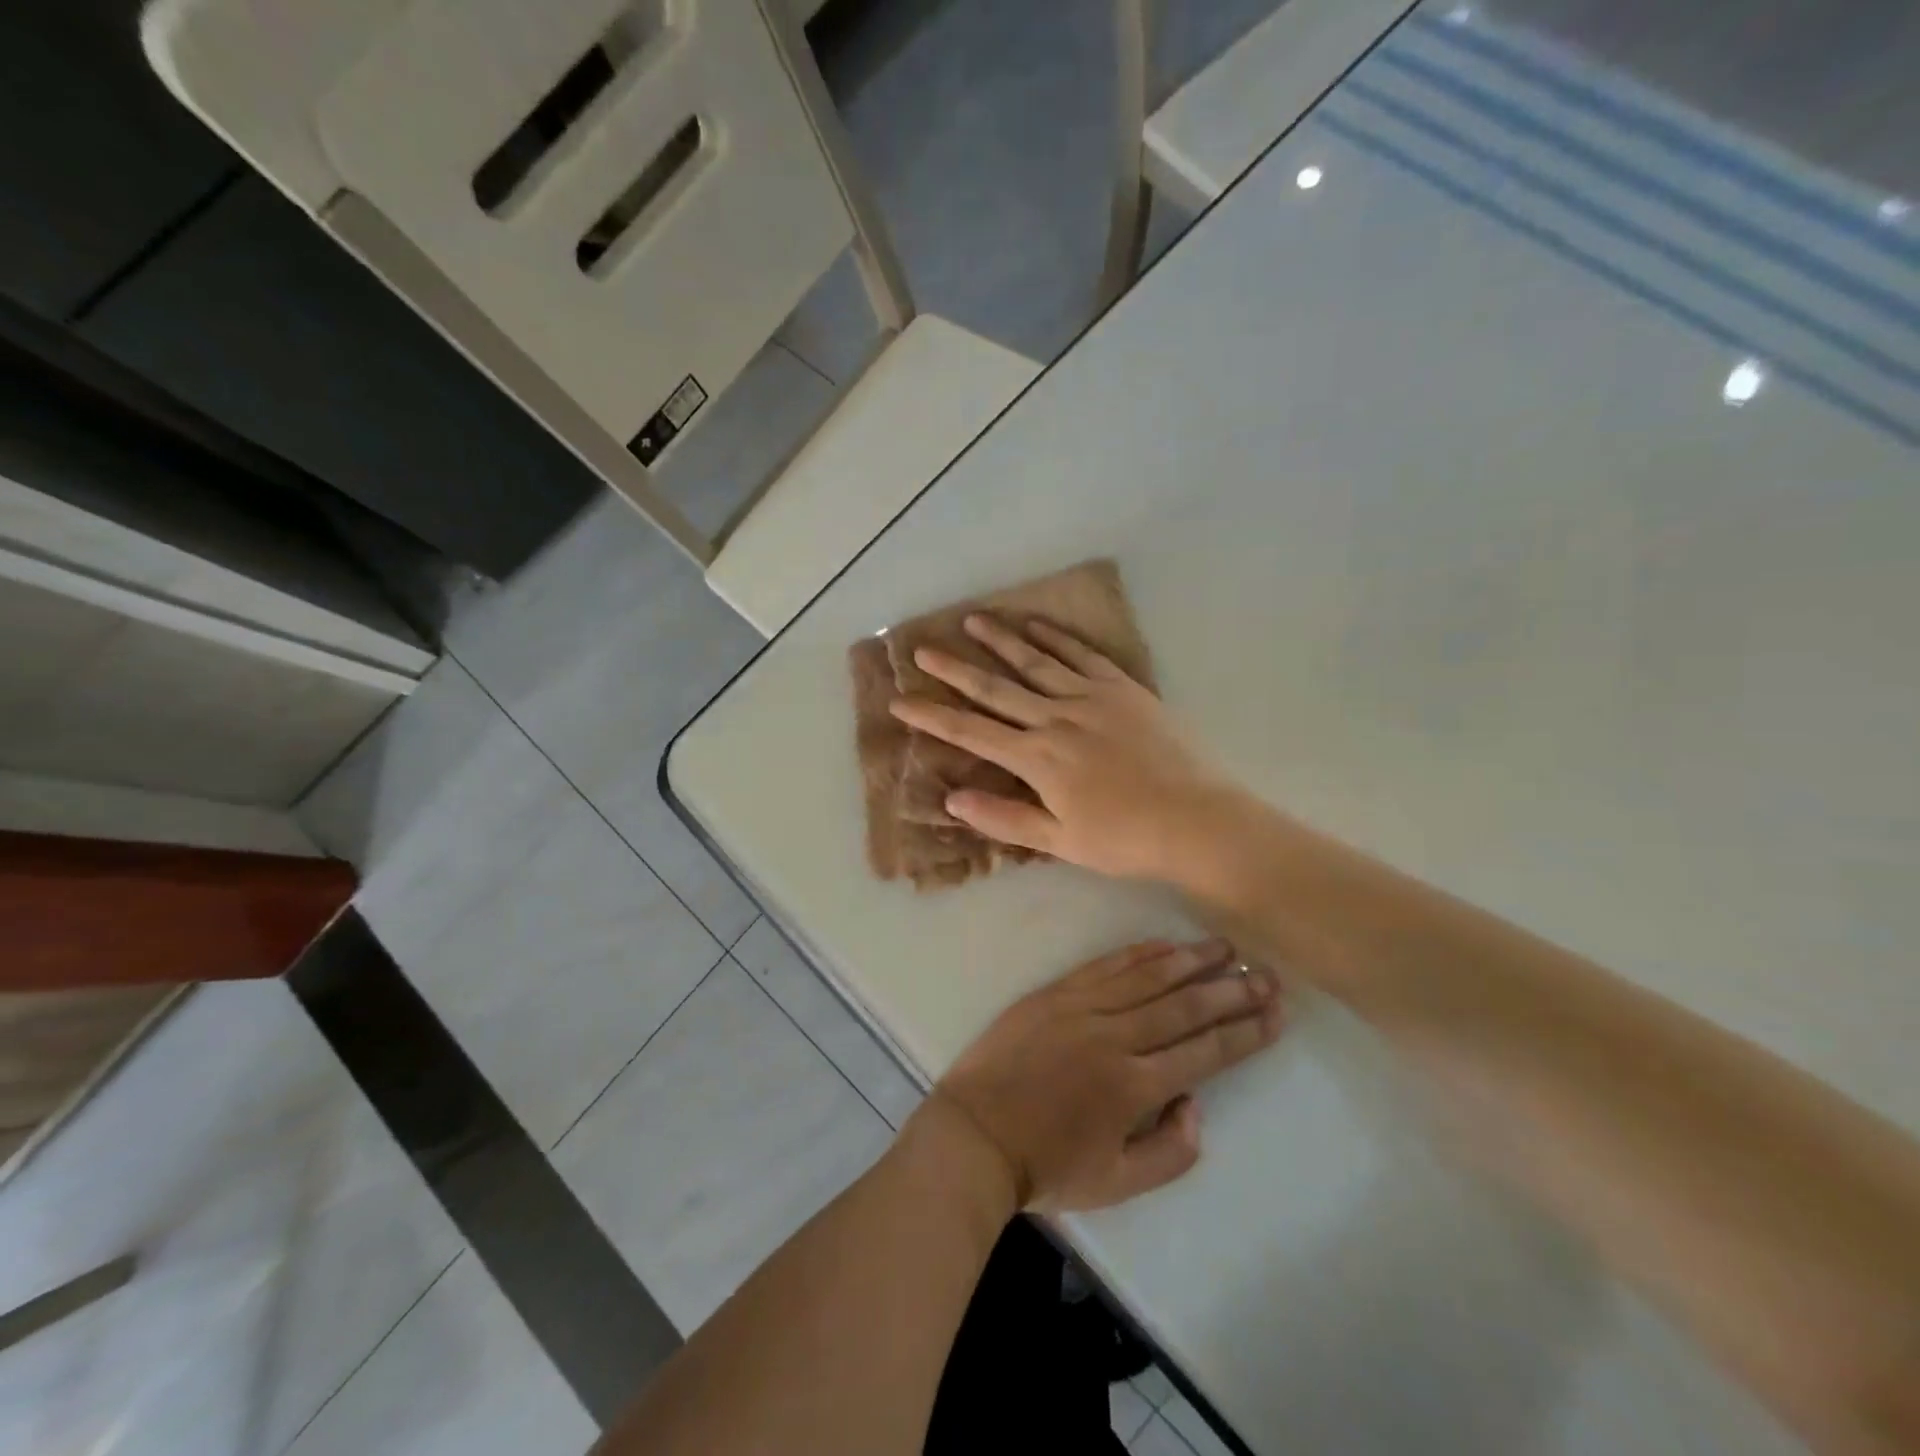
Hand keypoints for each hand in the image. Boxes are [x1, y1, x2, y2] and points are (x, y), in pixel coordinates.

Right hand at [890, 614, 1238, 882]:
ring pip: (1035, 662)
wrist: (1196, 819)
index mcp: (1037, 759)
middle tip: (922, 649)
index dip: (932, 716)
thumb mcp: (1060, 841)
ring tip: (972, 620)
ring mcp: (1091, 698)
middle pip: (995, 688)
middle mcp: (1056, 719)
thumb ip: (1004, 818)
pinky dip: (1055, 637)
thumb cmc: (1125, 839)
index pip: (971, 732)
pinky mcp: (1122, 688)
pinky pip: (1081, 655)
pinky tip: (1035, 625)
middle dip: (954, 669)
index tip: (901, 701)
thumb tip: (951, 798)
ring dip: (1000, 641)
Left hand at [931, 939, 1283, 1212]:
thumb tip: (1195, 1105)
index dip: (1245, 1031)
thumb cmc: (1046, 1166)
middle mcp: (1115, 1038)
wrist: (974, 1135)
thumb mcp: (1117, 1184)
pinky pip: (1105, 966)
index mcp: (1134, 1087)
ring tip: (1224, 946)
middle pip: (1185, 1007)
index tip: (1275, 1013)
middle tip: (1266, 974)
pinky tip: (1164, 944)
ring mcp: (1082, 1008)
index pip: (1205, 1052)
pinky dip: (1139, 953)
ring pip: (1148, 977)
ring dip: (1191, 960)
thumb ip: (1170, 1152)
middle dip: (1231, 989)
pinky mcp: (1055, 993)